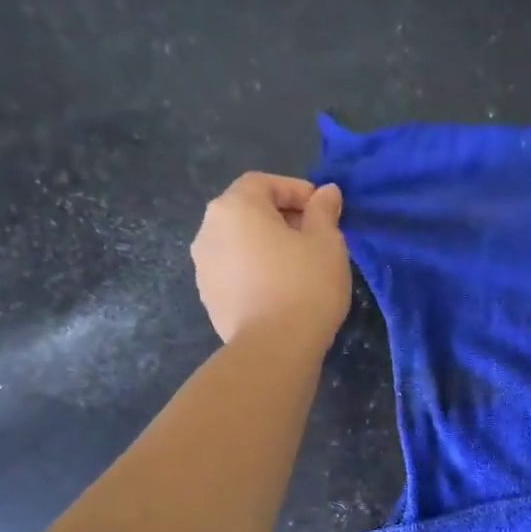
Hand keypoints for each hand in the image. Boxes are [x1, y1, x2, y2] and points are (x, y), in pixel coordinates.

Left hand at [192, 173, 350, 352]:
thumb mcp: (327, 242)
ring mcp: (204, 266)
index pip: (264, 183)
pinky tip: (281, 290)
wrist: (274, 348)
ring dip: (267, 245)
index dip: (296, 190)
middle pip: (247, 211)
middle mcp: (208, 230)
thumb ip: (324, 211)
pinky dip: (255, 270)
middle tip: (315, 237)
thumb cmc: (305, 285)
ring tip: (298, 266)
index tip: (323, 210)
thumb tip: (326, 192)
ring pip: (240, 243)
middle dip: (281, 217)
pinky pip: (235, 271)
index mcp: (235, 207)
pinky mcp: (208, 297)